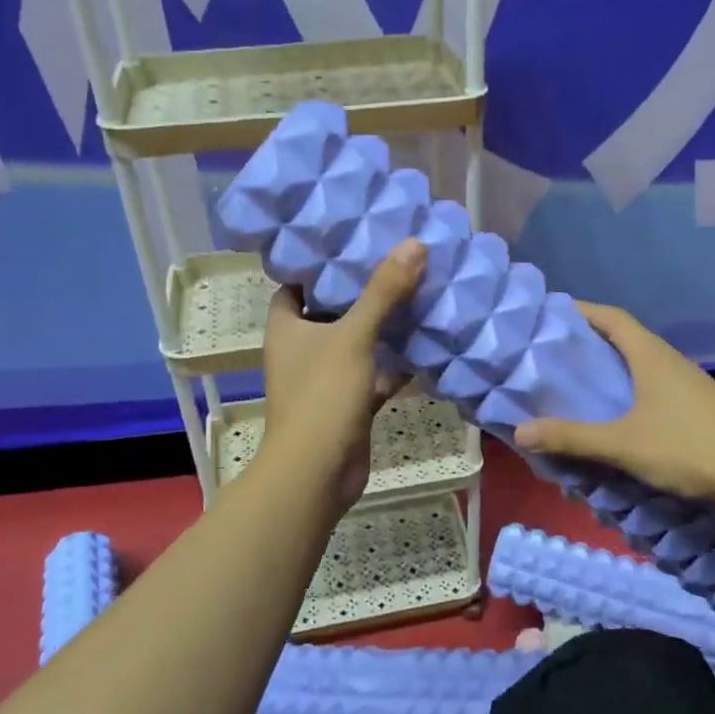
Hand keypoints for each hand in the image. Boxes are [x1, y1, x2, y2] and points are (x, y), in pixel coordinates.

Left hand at [258, 239, 425, 516]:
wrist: (318, 472)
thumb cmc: (323, 395)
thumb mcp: (353, 336)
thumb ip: (383, 292)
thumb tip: (414, 243)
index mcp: (287, 326)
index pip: (298, 283)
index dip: (322, 263)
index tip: (355, 241)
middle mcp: (302, 348)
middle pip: (333, 310)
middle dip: (364, 291)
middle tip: (399, 261)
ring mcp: (326, 378)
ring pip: (358, 343)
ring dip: (384, 326)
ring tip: (419, 293)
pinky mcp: (349, 403)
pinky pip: (375, 373)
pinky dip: (396, 363)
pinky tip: (426, 343)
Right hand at [513, 301, 714, 504]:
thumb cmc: (687, 448)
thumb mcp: (622, 444)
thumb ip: (572, 438)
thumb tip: (520, 432)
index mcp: (651, 356)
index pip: (612, 317)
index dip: (582, 310)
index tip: (552, 313)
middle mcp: (670, 361)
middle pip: (625, 337)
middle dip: (590, 340)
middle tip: (555, 352)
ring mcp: (689, 382)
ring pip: (642, 362)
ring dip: (612, 366)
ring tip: (582, 382)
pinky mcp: (699, 405)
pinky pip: (655, 383)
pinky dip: (631, 387)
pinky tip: (621, 413)